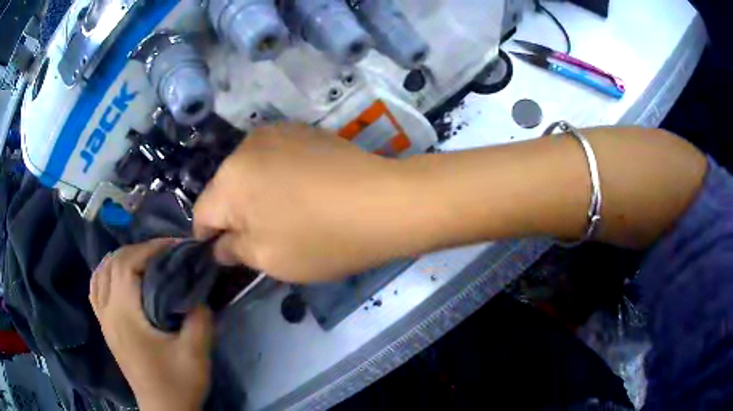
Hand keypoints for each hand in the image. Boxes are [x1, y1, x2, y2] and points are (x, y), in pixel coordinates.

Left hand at [90, 239, 212, 410]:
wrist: (164, 410)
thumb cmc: (178, 384)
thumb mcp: (196, 353)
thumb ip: (199, 317)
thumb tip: (198, 290)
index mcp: (125, 316)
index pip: (127, 265)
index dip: (150, 249)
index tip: (174, 247)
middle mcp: (108, 313)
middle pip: (113, 264)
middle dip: (138, 251)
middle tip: (164, 253)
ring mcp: (104, 320)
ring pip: (101, 274)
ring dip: (120, 259)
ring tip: (143, 260)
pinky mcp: (106, 328)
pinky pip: (96, 289)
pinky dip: (106, 274)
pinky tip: (119, 276)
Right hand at [193, 123, 434, 282]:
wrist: (385, 201)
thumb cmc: (322, 238)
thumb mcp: (270, 259)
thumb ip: (235, 251)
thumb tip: (220, 245)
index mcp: (229, 180)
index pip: (202, 213)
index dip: (208, 238)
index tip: (226, 253)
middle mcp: (245, 147)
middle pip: (224, 190)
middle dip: (234, 216)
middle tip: (262, 239)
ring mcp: (276, 132)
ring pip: (248, 172)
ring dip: (255, 195)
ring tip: (286, 215)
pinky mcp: (302, 130)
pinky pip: (273, 159)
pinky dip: (277, 178)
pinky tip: (304, 192)